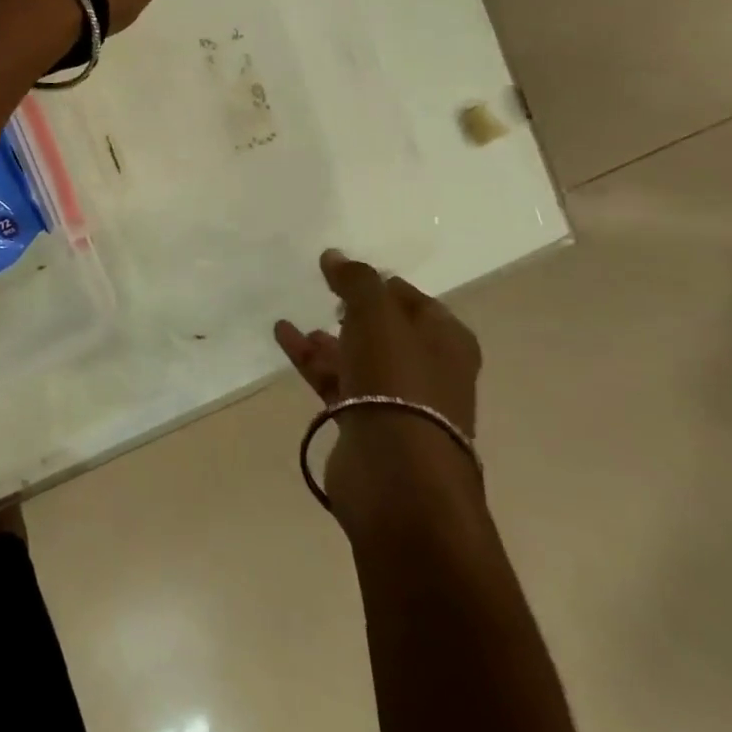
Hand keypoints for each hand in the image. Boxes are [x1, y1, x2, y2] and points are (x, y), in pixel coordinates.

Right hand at [276, 251, 482, 531]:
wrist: (397, 476)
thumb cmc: (398, 381)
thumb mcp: (377, 314)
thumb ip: (356, 280)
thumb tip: (335, 256)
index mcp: (446, 340)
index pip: (413, 299)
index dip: (381, 283)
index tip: (345, 271)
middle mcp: (428, 370)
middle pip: (386, 330)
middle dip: (355, 312)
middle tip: (324, 293)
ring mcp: (399, 403)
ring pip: (359, 358)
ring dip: (329, 339)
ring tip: (297, 320)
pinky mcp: (368, 426)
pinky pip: (337, 382)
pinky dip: (313, 361)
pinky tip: (285, 338)